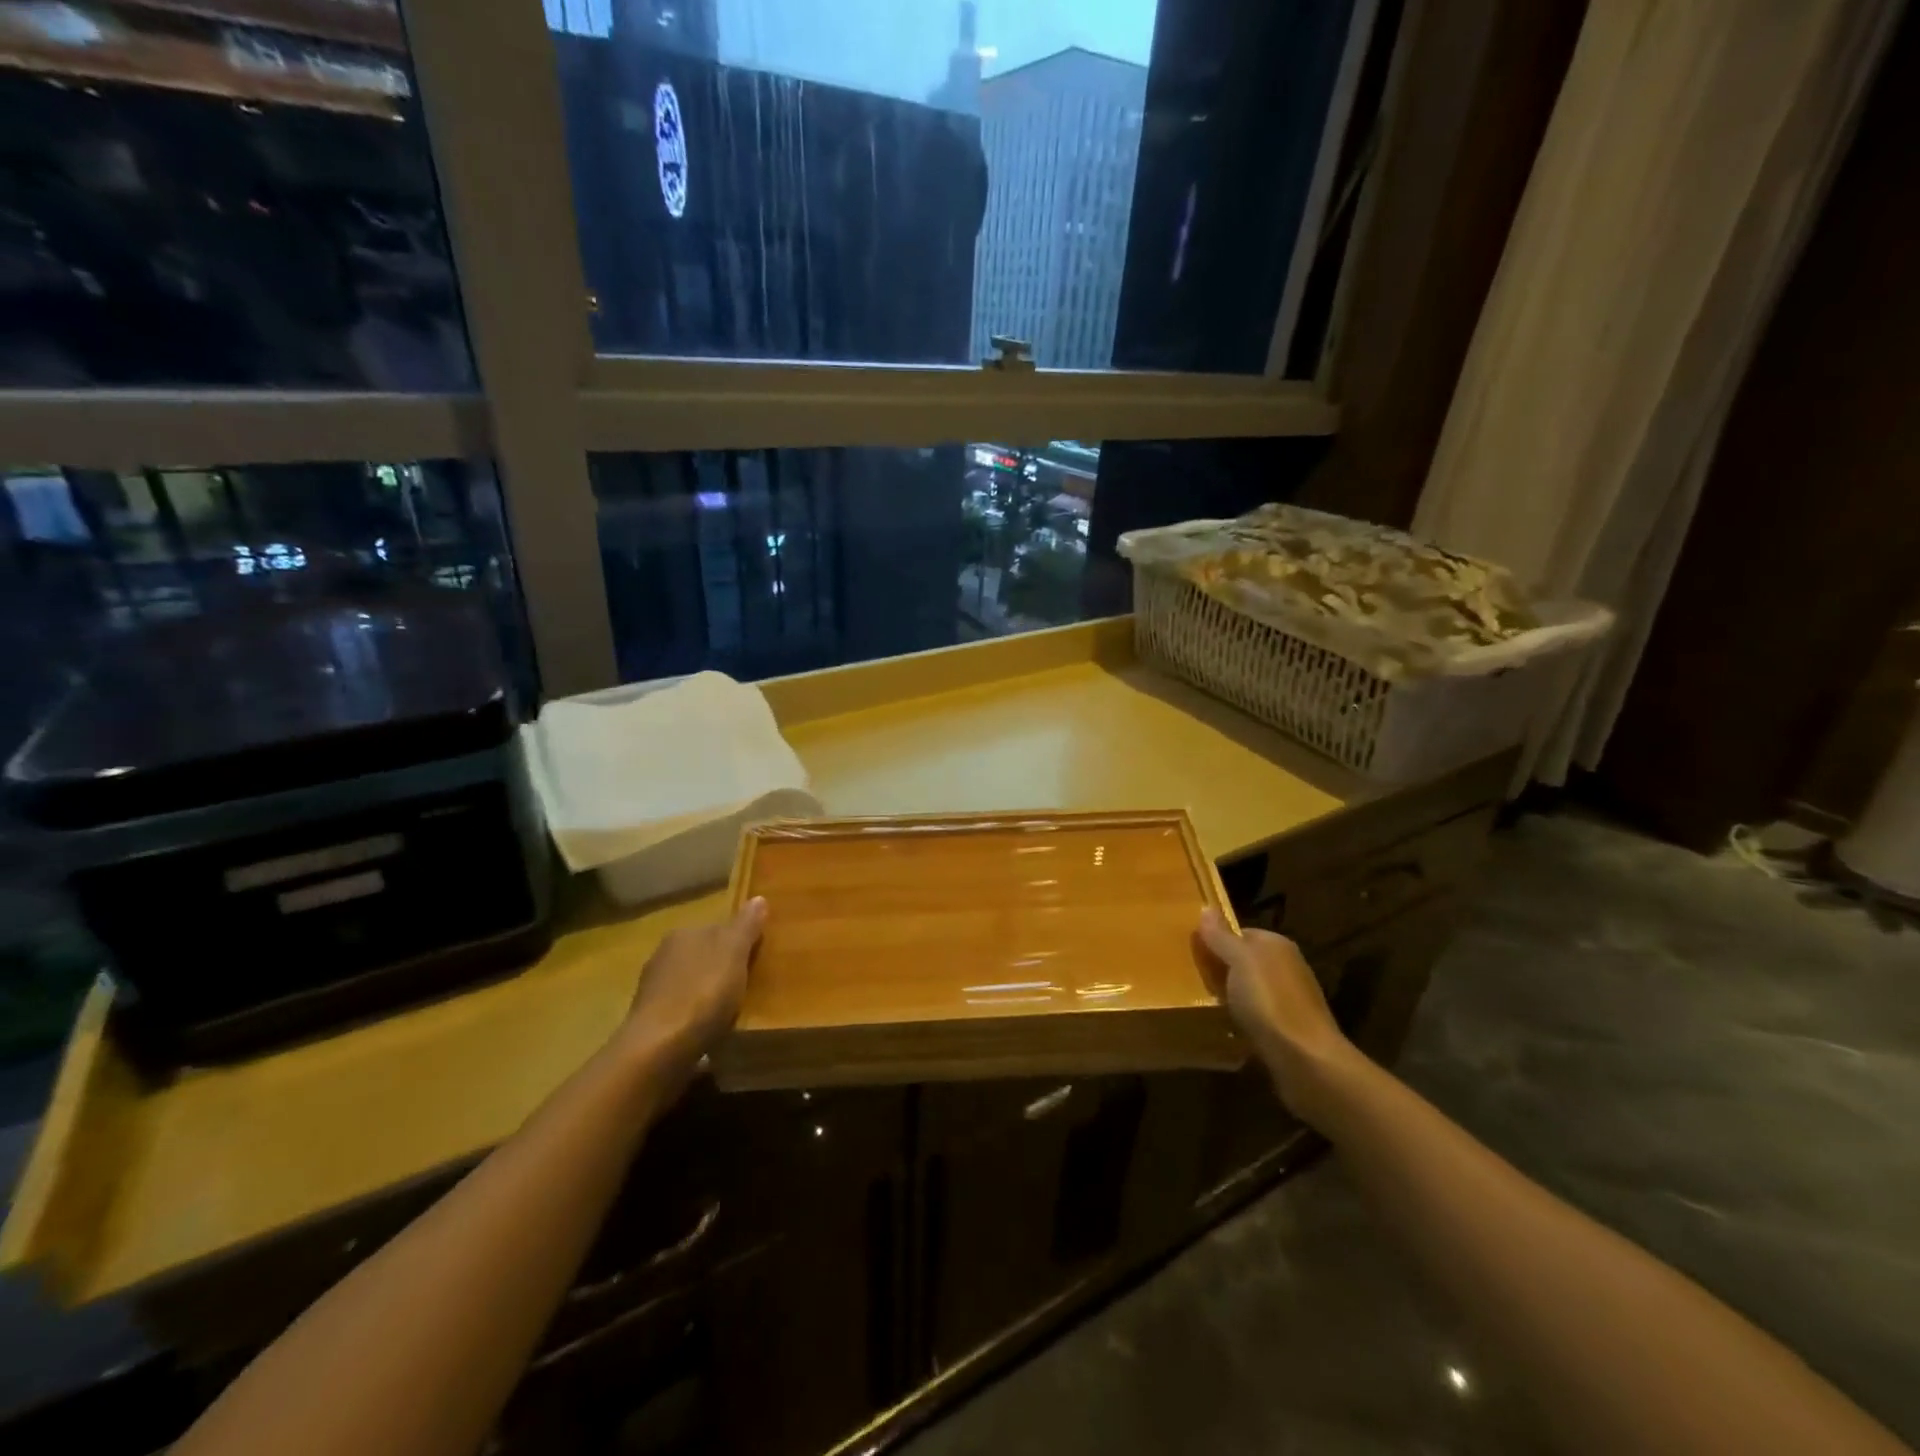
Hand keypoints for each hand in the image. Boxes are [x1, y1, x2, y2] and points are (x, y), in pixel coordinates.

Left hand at [618, 898, 766, 1091]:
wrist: (659, 1049)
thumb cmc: (703, 993)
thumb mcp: (734, 953)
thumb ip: (746, 926)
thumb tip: (758, 898)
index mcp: (683, 934)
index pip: (716, 928)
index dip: (737, 941)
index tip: (756, 956)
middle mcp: (663, 956)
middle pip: (702, 956)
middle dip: (720, 967)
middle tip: (748, 984)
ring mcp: (653, 991)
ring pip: (690, 984)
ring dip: (707, 994)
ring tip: (731, 1011)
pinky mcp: (650, 1023)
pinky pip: (682, 1012)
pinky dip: (695, 1018)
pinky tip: (710, 1032)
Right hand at [1198, 908, 1367, 1129]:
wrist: (1306, 1060)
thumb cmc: (1269, 1001)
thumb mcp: (1239, 960)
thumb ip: (1221, 936)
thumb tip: (1206, 908)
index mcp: (1277, 945)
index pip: (1240, 932)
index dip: (1216, 940)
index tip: (1191, 953)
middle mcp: (1287, 967)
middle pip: (1244, 961)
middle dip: (1221, 969)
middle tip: (1191, 978)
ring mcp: (1290, 999)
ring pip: (1249, 990)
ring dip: (1230, 996)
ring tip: (1202, 1004)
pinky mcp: (1288, 1029)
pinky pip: (1256, 1015)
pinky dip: (1241, 1019)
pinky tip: (1226, 1027)